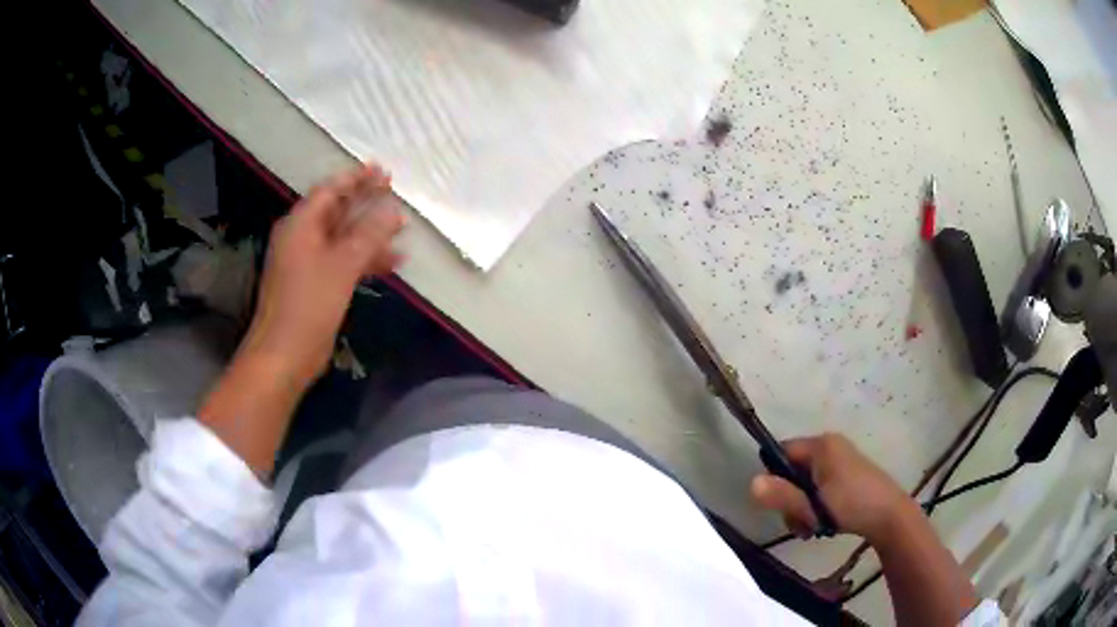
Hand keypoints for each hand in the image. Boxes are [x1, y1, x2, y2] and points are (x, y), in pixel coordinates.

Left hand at [240, 163, 403, 387]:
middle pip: (336, 211)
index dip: (357, 178)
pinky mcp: (314, 285)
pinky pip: (341, 261)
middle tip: (393, 191)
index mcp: (301, 225)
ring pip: (342, 237)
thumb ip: (369, 234)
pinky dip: (363, 259)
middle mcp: (301, 238)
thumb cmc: (309, 305)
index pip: (330, 190)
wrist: (283, 355)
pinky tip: (389, 263)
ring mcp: (306, 263)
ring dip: (369, 233)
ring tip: (401, 229)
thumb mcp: (342, 265)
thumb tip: (393, 210)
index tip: (383, 170)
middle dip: (365, 202)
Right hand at [751, 433, 912, 542]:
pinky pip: (821, 485)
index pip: (781, 453)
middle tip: (800, 523)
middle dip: (792, 500)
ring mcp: (841, 458)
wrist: (890, 515)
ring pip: (806, 482)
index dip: (775, 480)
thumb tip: (751, 483)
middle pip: (793, 470)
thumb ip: (783, 496)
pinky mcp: (848, 472)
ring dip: (804, 507)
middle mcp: (830, 445)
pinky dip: (817, 504)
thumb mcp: (813, 506)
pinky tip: (824, 522)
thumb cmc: (851, 506)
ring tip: (814, 527)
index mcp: (821, 445)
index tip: (782, 505)